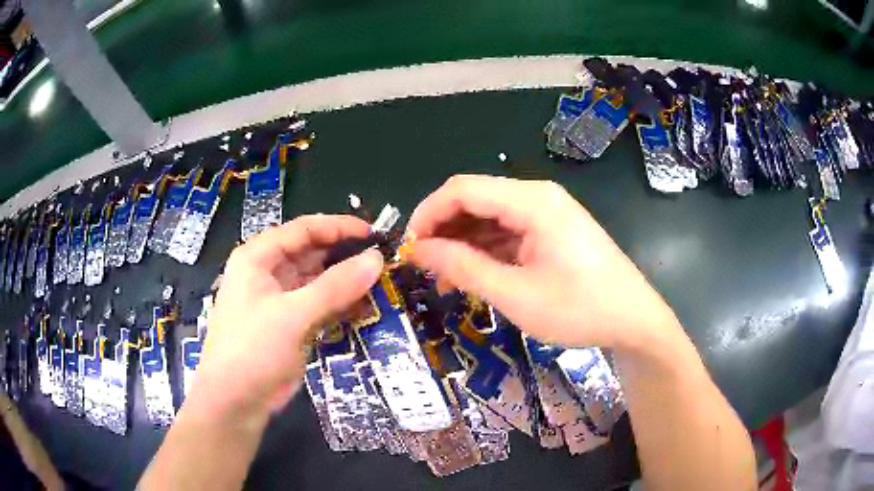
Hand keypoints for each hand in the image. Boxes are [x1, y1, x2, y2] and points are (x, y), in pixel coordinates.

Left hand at [190, 215, 383, 423]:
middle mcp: (267, 273)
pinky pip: (319, 305)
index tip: (373, 233)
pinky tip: (363, 307)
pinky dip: (339, 305)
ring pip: (317, 280)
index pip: (303, 229)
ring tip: (380, 282)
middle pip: (311, 253)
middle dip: (344, 255)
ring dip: (345, 281)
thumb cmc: (252, 350)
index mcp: (258, 258)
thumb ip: (335, 286)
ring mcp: (279, 300)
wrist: (235, 402)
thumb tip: (376, 258)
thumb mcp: (293, 315)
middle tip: (383, 259)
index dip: (338, 227)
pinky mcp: (290, 324)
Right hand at [407, 175, 677, 350]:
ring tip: (444, 280)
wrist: (633, 320)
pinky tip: (474, 276)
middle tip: (423, 268)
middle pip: (475, 200)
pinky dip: (486, 251)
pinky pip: (508, 232)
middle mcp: (537, 196)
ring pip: (489, 217)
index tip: (408, 249)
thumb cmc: (579, 308)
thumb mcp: (515, 294)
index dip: (427, 214)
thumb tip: (417, 250)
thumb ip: (463, 267)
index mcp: (531, 201)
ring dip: (463, 244)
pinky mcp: (552, 230)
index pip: (461, 189)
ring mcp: (547, 213)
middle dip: (443, 231)